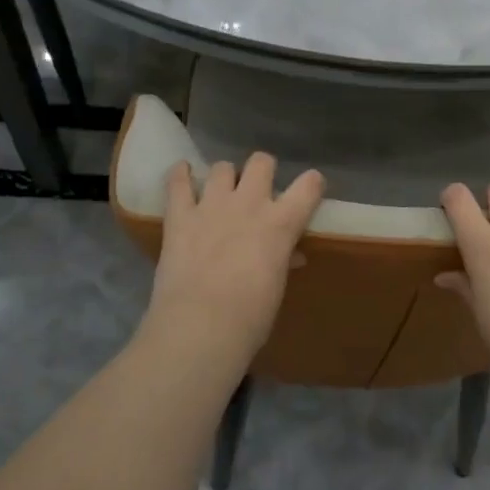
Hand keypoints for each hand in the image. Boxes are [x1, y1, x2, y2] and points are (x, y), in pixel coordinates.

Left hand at [145, 153, 324, 359]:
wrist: (200, 327)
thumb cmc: (250, 317)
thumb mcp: (277, 287)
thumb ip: (283, 260)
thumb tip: (290, 255)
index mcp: (282, 223)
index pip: (309, 185)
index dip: (312, 184)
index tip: (309, 189)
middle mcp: (250, 203)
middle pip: (261, 162)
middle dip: (262, 171)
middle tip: (257, 191)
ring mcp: (212, 206)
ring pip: (222, 167)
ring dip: (225, 177)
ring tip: (221, 192)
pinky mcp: (179, 216)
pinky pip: (177, 182)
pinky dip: (180, 174)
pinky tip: (182, 173)